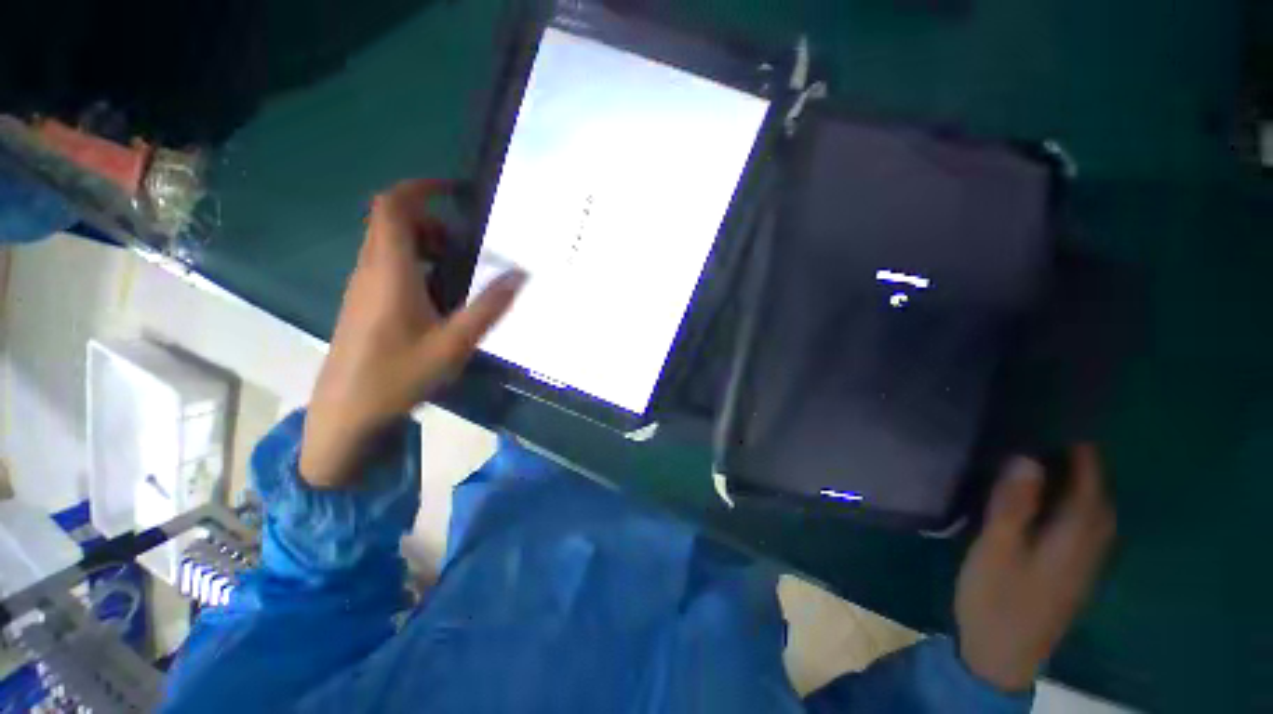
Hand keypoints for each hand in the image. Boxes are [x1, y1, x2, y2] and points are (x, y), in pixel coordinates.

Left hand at [300, 179, 525, 487]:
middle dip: (430, 221)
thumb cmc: (399, 375)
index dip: (421, 188)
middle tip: (465, 246)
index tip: (454, 190)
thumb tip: (521, 274)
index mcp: (389, 272)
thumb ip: (489, 307)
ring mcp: (363, 287)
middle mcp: (370, 270)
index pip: (393, 207)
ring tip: (458, 272)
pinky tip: (438, 297)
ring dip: (423, 244)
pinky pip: (387, 266)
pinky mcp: (364, 303)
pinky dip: (415, 264)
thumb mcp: (454, 343)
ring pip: (389, 244)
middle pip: (391, 222)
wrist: (348, 413)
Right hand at [954, 444, 1115, 691]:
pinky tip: (1051, 497)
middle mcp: (1090, 544)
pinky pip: (1082, 524)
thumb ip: (1013, 505)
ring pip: (1093, 510)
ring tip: (1049, 455)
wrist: (1003, 652)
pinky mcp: (1070, 570)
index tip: (1061, 416)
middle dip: (1082, 461)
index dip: (1080, 449)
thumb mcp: (997, 549)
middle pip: (1097, 493)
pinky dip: (1073, 501)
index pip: (1090, 481)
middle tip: (1049, 431)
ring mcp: (1083, 560)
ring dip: (1079, 480)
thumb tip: (1025, 458)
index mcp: (1075, 536)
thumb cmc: (997, 597)